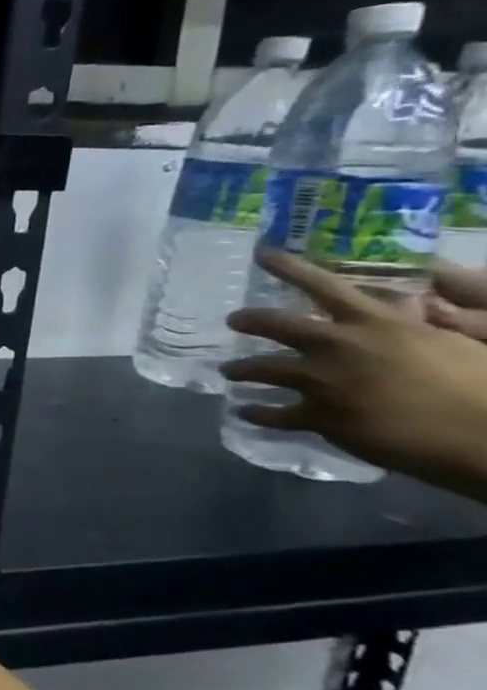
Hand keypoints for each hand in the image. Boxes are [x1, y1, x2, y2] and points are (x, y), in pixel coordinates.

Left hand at [221, 249, 486, 498]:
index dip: (290, 267)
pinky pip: (274, 414)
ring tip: (229, 371)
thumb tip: (402, 304)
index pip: (325, 285)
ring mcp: (322, 382)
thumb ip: (413, 325)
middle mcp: (338, 347)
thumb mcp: (450, 343)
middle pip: (274, 324)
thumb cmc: (482, 386)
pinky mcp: (319, 417)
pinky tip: (245, 413)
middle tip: (232, 321)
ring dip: (239, 369)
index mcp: (375, 324)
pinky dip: (256, 414)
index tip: (261, 254)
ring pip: (261, 369)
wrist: (485, 436)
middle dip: (248, 320)